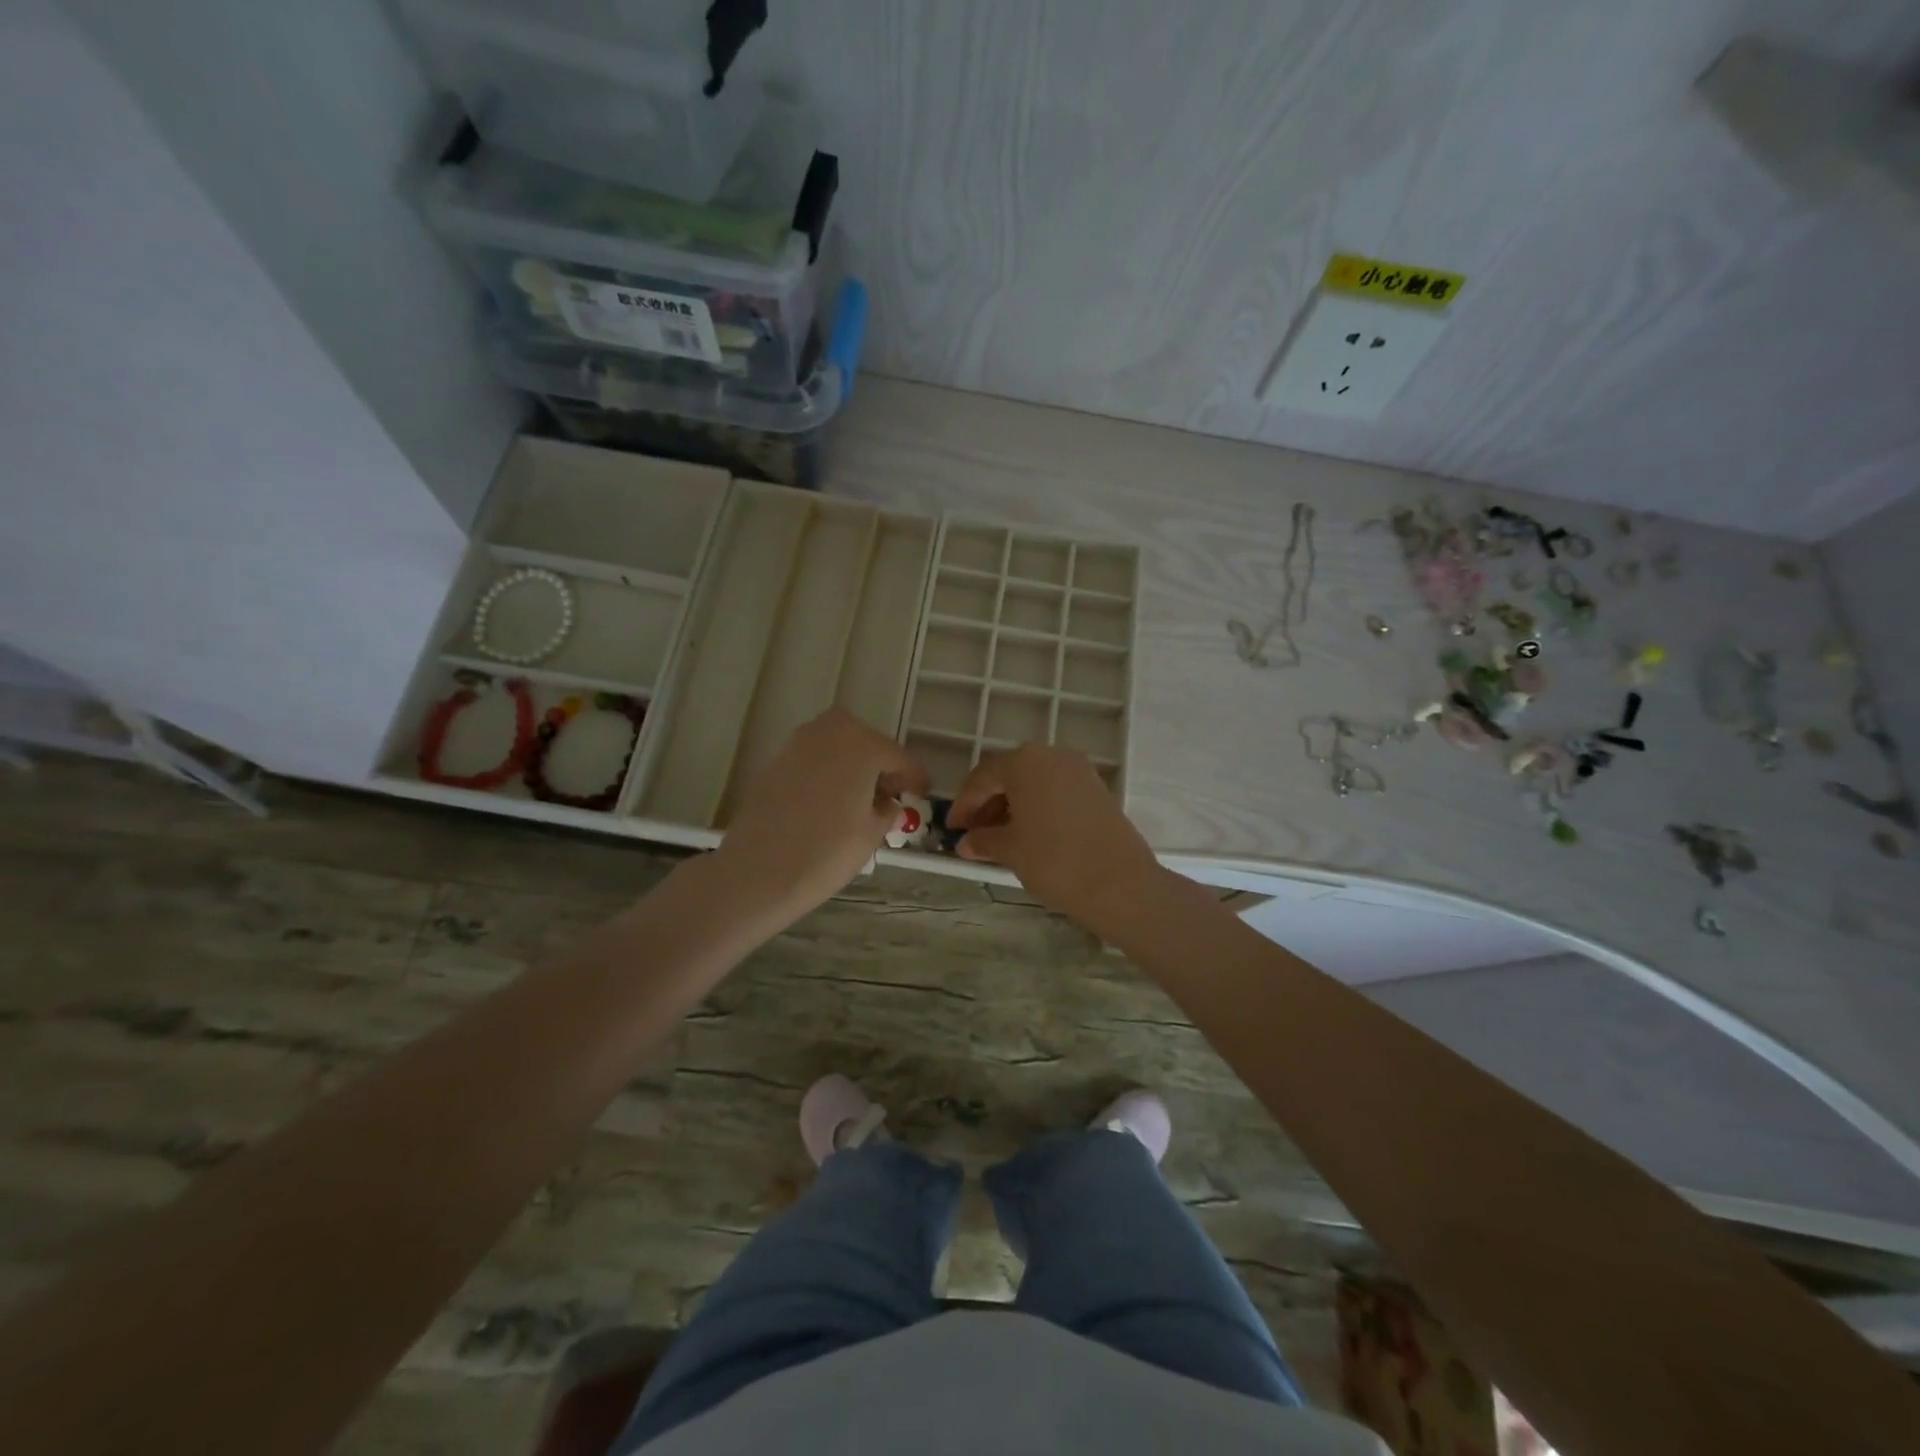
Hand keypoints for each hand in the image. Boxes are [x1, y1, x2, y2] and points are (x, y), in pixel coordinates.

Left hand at [713, 709, 929, 927]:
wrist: (758, 871)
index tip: (922, 795)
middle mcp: (829, 732)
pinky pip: (814, 760)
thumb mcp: (871, 833)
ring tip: (860, 803)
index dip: (914, 779)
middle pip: (867, 744)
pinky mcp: (775, 762)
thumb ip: (887, 811)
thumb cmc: (827, 851)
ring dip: (853, 768)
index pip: (899, 757)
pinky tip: (830, 804)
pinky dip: (828, 774)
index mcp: (861, 743)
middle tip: (890, 798)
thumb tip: (890, 805)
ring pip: (838, 748)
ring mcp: (797, 744)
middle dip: (881, 767)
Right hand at [947, 744, 1163, 926]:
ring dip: (1011, 805)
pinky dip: (1036, 807)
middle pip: (1009, 774)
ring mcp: (1078, 770)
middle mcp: (1052, 755)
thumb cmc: (1055, 861)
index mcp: (1025, 762)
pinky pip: (1055, 790)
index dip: (963, 804)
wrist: (1120, 884)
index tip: (952, 829)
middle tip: (973, 834)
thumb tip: (966, 843)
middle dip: (987, 803)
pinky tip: (1028, 834)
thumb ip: (983, 840)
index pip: (982, 778)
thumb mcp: (1011, 850)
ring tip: (999, 838)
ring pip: (1033, 782)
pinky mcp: (1096, 788)